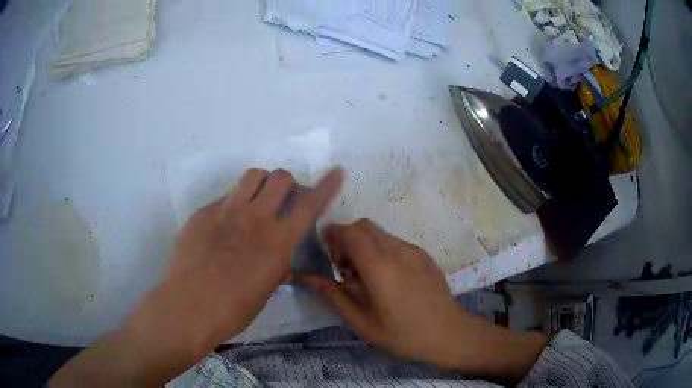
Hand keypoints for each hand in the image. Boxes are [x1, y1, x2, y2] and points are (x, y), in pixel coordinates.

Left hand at [50, 168, 343, 386]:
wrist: (188, 307)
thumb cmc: (232, 309)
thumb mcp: (264, 290)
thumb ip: (276, 266)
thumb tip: (279, 260)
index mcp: (276, 242)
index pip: (309, 204)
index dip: (326, 186)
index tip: (336, 171)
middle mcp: (254, 218)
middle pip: (280, 177)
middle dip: (288, 184)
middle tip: (282, 200)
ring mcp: (226, 211)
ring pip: (253, 176)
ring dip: (262, 184)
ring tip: (256, 202)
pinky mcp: (203, 213)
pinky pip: (226, 197)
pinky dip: (234, 203)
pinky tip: (224, 228)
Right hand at [301, 219, 547, 379]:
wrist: (449, 335)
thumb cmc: (402, 334)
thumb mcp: (361, 322)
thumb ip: (332, 295)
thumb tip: (304, 276)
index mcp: (380, 267)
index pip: (350, 232)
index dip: (332, 235)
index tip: (325, 253)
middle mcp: (397, 250)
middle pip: (364, 226)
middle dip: (347, 238)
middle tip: (344, 269)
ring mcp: (414, 251)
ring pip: (380, 233)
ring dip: (364, 244)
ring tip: (366, 277)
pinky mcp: (424, 255)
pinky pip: (395, 242)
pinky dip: (381, 250)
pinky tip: (388, 279)